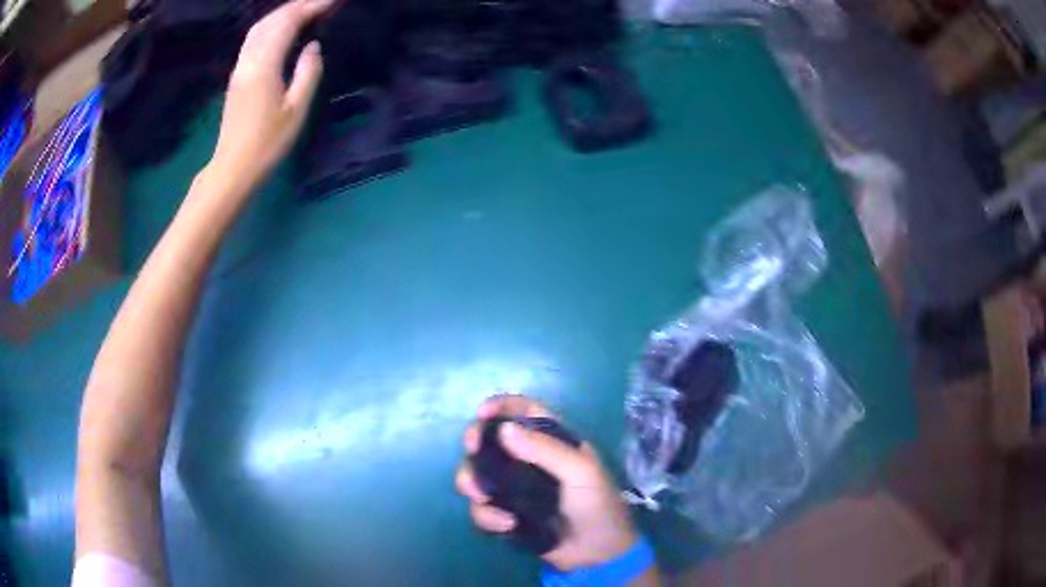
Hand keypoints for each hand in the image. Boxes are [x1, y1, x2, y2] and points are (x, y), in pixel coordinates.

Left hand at [208, 0, 332, 190]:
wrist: (232, 168)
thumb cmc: (267, 144)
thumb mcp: (296, 110)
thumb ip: (308, 73)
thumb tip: (313, 46)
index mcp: (264, 66)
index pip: (288, 23)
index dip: (311, 7)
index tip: (334, 1)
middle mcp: (249, 60)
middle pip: (271, 20)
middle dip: (298, 5)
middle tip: (323, 2)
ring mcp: (240, 68)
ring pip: (259, 27)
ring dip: (283, 13)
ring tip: (306, 9)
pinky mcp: (237, 76)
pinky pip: (254, 39)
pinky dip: (271, 25)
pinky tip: (283, 28)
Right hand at [455, 395, 638, 570]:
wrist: (598, 554)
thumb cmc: (597, 505)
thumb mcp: (580, 473)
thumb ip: (545, 450)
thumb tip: (503, 429)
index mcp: (554, 443)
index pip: (525, 411)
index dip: (502, 406)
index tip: (481, 413)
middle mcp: (530, 462)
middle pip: (491, 441)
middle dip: (475, 443)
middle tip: (472, 452)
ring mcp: (515, 490)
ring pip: (478, 475)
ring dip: (473, 483)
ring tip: (482, 496)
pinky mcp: (507, 515)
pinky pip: (483, 509)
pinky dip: (487, 516)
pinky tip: (507, 525)